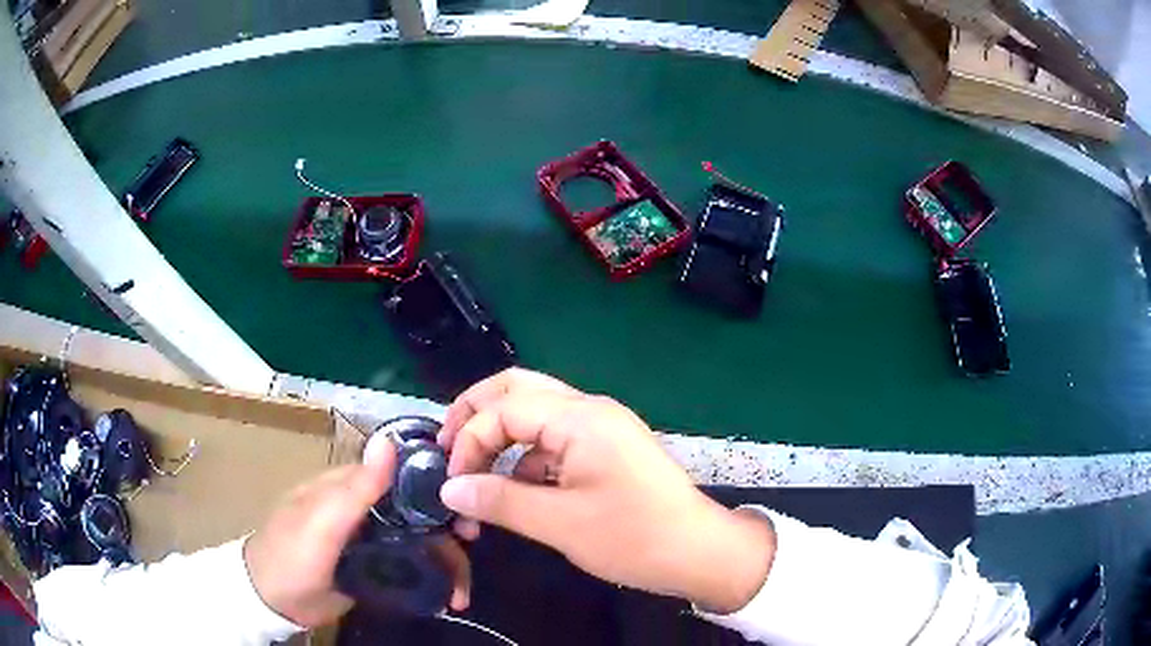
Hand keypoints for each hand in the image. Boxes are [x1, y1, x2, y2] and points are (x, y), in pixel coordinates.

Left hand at [245, 437, 471, 627]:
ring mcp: (372, 539)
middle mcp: (366, 508)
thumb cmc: (291, 555)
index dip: (438, 485)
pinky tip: (447, 597)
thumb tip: (388, 442)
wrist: (274, 602)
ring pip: (421, 541)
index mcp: (351, 487)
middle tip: (471, 554)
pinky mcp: (377, 566)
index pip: (402, 473)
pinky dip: (434, 578)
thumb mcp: (319, 523)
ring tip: (460, 594)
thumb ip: (354, 489)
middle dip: (450, 533)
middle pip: (420, 511)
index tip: (468, 507)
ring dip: (447, 563)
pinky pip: (413, 566)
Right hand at [437, 369, 775, 613]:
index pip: (503, 409)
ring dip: (501, 438)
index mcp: (580, 418)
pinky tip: (518, 491)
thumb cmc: (634, 537)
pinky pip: (555, 440)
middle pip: (517, 390)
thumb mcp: (559, 523)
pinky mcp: (607, 449)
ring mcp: (601, 427)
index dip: (468, 441)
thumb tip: (449, 491)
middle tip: (447, 447)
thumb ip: (499, 502)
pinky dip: (527, 458)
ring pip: (535, 413)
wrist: (699, 551)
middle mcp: (589, 409)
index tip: (453, 483)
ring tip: (477, 476)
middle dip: (475, 414)